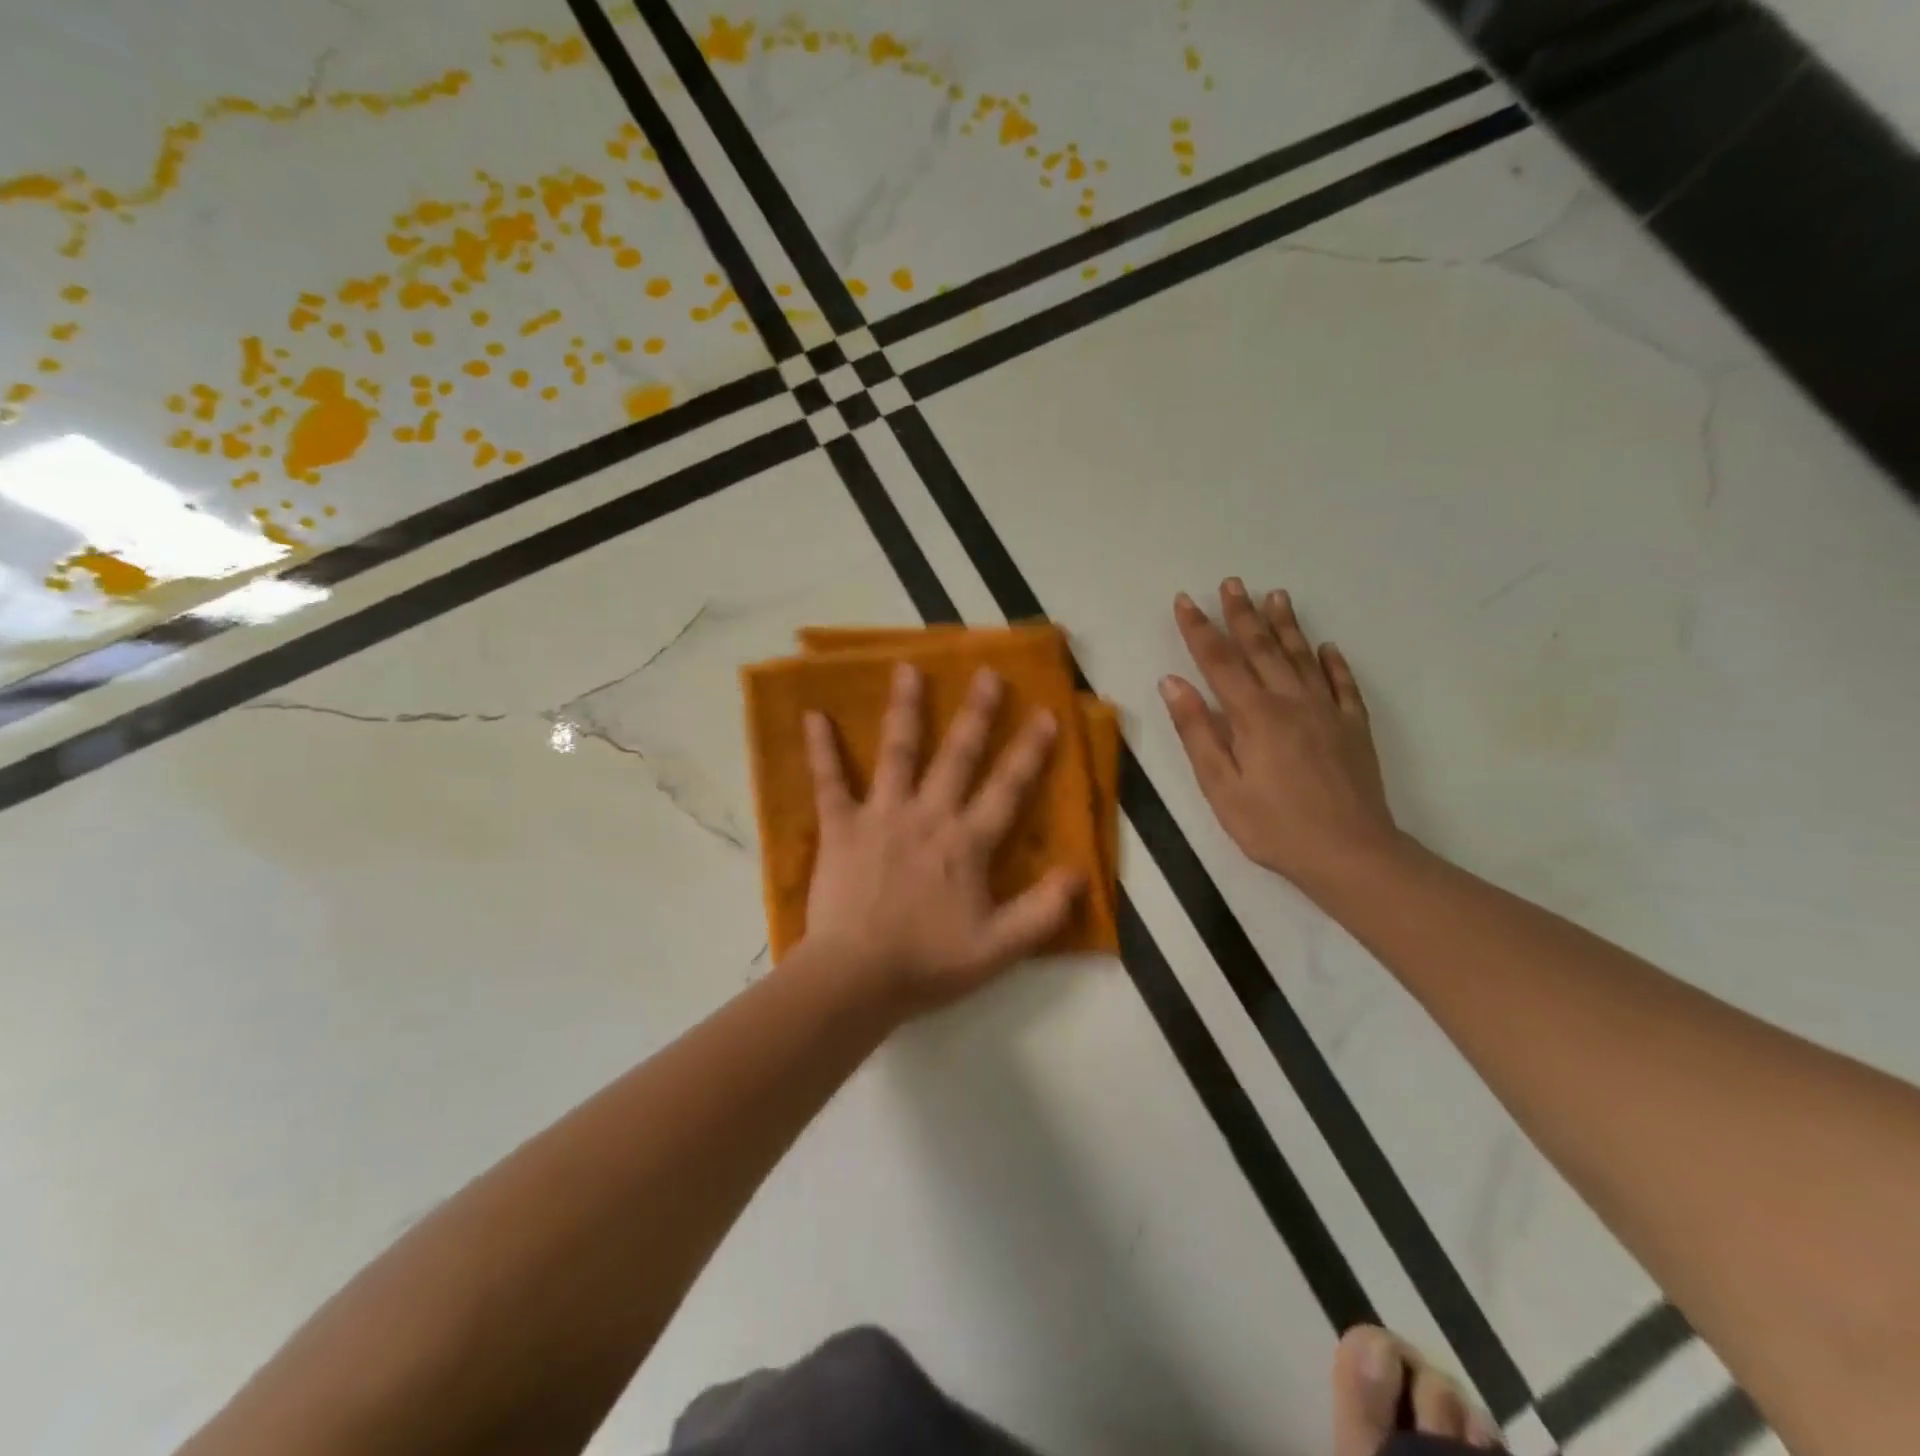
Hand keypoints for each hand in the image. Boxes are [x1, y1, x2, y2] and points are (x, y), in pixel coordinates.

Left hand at [801, 662, 1083, 1016]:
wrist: (857, 977)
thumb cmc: (928, 963)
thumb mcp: (1000, 948)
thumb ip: (1043, 912)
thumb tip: (1079, 874)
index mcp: (967, 842)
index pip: (1007, 788)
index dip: (1029, 751)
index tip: (1045, 713)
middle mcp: (928, 816)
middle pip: (957, 755)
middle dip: (976, 713)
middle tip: (986, 672)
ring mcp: (881, 816)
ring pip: (897, 753)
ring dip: (904, 710)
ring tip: (907, 669)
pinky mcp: (840, 828)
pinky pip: (829, 782)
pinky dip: (820, 750)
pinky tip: (812, 716)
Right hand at [1161, 580, 1402, 895]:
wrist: (1350, 854)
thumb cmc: (1273, 826)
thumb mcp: (1220, 786)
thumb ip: (1197, 731)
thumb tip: (1172, 683)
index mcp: (1253, 715)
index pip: (1219, 661)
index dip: (1199, 629)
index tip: (1185, 600)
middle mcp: (1291, 701)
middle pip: (1262, 648)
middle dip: (1242, 614)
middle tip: (1232, 582)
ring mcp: (1327, 712)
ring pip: (1302, 657)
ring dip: (1286, 625)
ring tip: (1276, 596)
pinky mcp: (1353, 728)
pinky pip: (1343, 685)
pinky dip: (1333, 663)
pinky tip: (1328, 648)